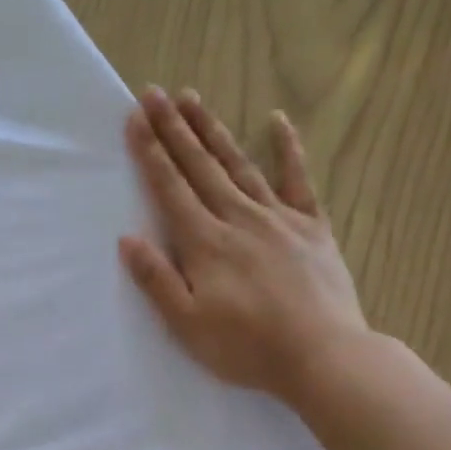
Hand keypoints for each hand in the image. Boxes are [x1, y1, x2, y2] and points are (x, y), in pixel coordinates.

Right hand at [119, 87, 371, 408]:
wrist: (323, 356)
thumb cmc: (246, 347)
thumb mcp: (187, 324)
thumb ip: (157, 279)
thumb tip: (127, 239)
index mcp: (206, 243)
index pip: (171, 188)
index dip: (151, 152)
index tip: (136, 118)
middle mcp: (238, 218)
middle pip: (200, 166)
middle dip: (174, 128)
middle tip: (156, 93)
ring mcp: (278, 218)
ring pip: (239, 165)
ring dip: (213, 131)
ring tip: (194, 98)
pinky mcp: (311, 227)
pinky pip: (298, 179)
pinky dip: (287, 149)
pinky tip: (277, 121)